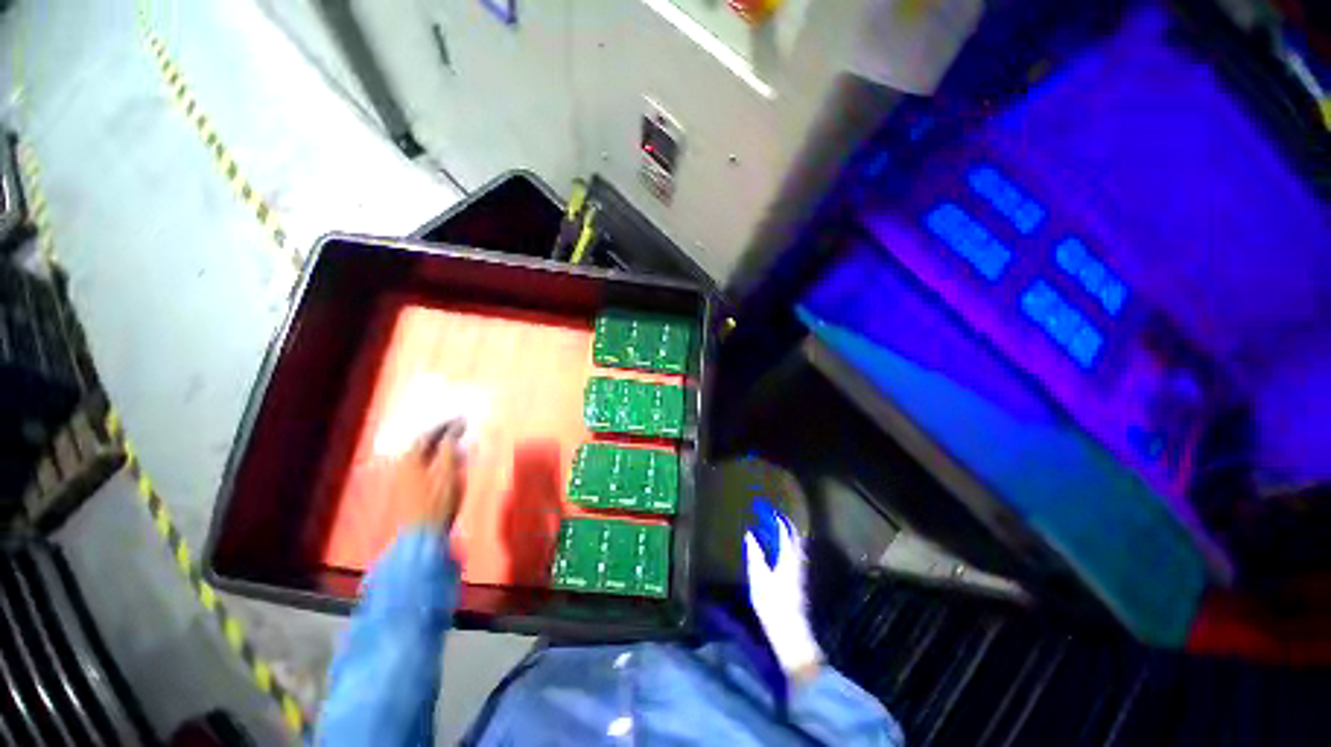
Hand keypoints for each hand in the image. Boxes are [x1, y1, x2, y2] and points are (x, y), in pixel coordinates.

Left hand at [394, 420, 467, 530]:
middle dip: (442, 435)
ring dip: (440, 447)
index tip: (462, 419)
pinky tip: (450, 462)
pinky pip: (424, 465)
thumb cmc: (438, 502)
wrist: (423, 536)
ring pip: (423, 456)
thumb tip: (454, 430)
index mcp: (411, 460)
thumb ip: (450, 449)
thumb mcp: (449, 472)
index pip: (427, 435)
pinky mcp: (410, 491)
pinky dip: (438, 458)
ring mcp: (405, 480)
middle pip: (422, 444)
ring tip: (458, 442)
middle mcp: (404, 466)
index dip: (445, 425)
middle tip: (459, 428)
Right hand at [744, 512, 822, 682]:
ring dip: (786, 536)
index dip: (777, 519)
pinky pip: (794, 555)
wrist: (791, 633)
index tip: (768, 510)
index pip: (785, 531)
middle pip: (794, 537)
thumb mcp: (758, 578)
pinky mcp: (799, 581)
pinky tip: (777, 551)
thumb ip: (755, 554)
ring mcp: (800, 571)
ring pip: (795, 546)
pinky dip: (786, 547)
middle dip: (784, 525)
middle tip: (771, 518)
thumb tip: (751, 534)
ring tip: (773, 531)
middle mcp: (797, 560)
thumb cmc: (772, 604)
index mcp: (788, 557)